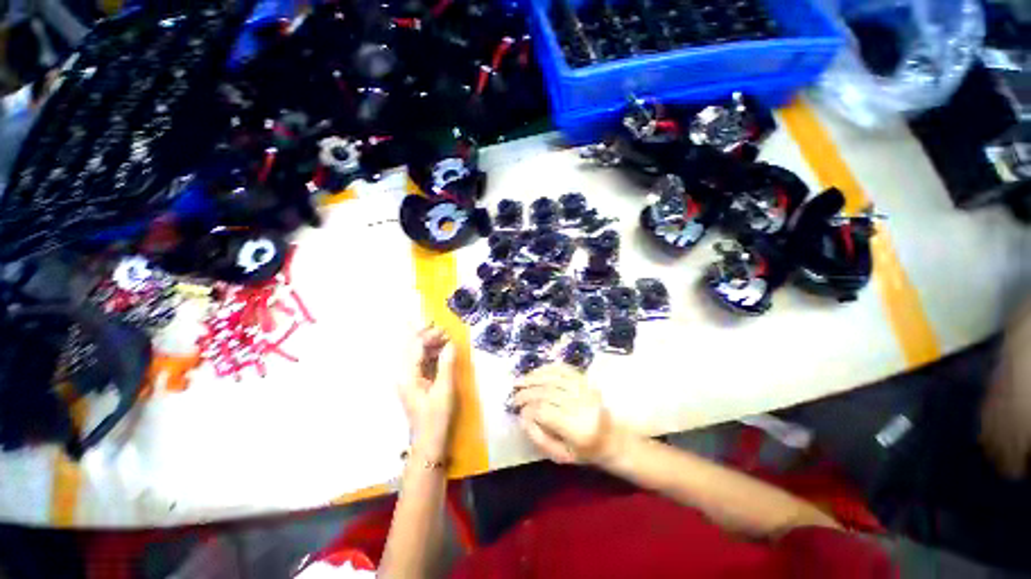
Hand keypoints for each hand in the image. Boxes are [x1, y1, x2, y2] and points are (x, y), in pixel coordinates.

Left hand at [399, 326, 457, 459]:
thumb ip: (447, 364)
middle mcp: (403, 375)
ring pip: (415, 354)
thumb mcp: (445, 389)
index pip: (414, 347)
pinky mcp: (413, 384)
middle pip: (411, 348)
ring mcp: (407, 379)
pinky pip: (419, 362)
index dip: (428, 335)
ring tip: (445, 339)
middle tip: (443, 330)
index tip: (444, 329)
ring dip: (429, 344)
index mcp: (407, 376)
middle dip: (426, 336)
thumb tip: (451, 344)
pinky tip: (441, 352)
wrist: (429, 442)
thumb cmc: (437, 417)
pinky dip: (430, 354)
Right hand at [510, 363, 614, 463]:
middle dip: (527, 393)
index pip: (545, 412)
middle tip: (514, 397)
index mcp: (578, 429)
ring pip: (554, 378)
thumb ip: (541, 439)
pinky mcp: (586, 381)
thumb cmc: (586, 451)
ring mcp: (585, 390)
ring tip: (519, 381)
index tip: (519, 413)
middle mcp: (582, 405)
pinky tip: (535, 372)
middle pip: (547, 393)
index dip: (528, 410)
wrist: (613, 437)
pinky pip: (564, 369)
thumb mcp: (562, 456)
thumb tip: (523, 419)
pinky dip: (547, 369)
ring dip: (533, 378)